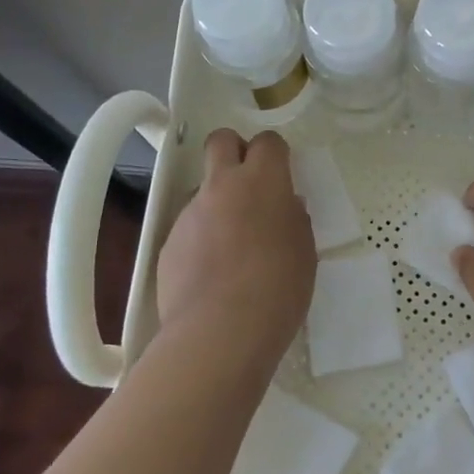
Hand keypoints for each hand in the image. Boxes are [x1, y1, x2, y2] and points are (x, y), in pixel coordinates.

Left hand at [155, 129, 315, 361]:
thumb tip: (285, 207)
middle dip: (234, 150)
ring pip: (203, 190)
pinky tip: (212, 274)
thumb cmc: (277, 289)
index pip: (268, 141)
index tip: (281, 173)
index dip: (274, 153)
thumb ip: (293, 220)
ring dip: (218, 204)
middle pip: (221, 140)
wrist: (219, 332)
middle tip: (249, 183)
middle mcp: (221, 186)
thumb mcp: (304, 252)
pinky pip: (189, 228)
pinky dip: (201, 240)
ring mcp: (190, 213)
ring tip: (232, 249)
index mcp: (262, 182)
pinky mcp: (169, 242)